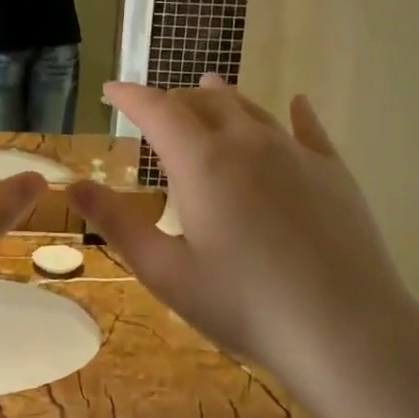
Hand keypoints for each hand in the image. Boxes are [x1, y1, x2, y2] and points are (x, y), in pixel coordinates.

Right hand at [69, 76, 418, 382]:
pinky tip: (297, 103)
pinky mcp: (334, 171)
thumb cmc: (243, 304)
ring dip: (222, 98)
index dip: (130, 96)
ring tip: (207, 88)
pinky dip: (295, 112)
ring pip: (251, 108)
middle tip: (155, 108)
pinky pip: (308, 128)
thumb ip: (117, 223)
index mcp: (201, 161)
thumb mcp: (165, 271)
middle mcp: (247, 142)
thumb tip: (73, 186)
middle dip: (173, 98)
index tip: (111, 91)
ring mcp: (295, 153)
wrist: (345, 329)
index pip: (157, 109)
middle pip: (203, 102)